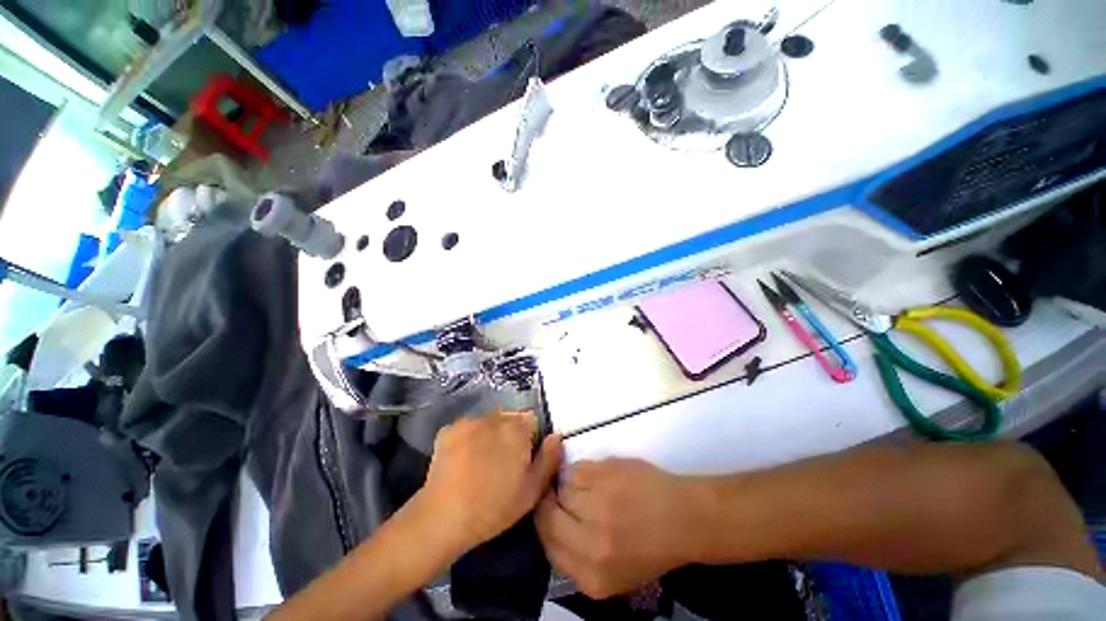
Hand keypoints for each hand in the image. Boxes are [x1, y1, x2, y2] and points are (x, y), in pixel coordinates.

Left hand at [419, 411, 561, 552]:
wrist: (443, 518)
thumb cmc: (494, 507)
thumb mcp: (532, 490)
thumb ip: (550, 459)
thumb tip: (556, 436)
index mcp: (517, 428)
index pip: (531, 420)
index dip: (529, 439)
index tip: (522, 460)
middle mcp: (494, 416)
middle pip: (509, 418)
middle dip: (510, 434)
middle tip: (501, 463)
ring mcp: (469, 421)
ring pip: (488, 421)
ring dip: (490, 434)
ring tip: (481, 462)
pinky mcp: (449, 429)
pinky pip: (467, 428)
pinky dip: (469, 438)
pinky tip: (463, 460)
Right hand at [536, 459, 704, 598]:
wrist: (683, 518)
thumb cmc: (652, 547)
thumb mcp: (614, 574)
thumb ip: (578, 559)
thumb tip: (551, 527)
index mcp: (592, 577)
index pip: (547, 545)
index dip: (545, 524)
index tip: (551, 512)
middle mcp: (590, 545)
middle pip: (547, 515)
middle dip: (551, 502)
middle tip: (561, 494)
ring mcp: (597, 506)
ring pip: (561, 488)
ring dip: (570, 485)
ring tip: (592, 488)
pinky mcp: (603, 475)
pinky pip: (576, 468)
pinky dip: (583, 471)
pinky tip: (600, 477)